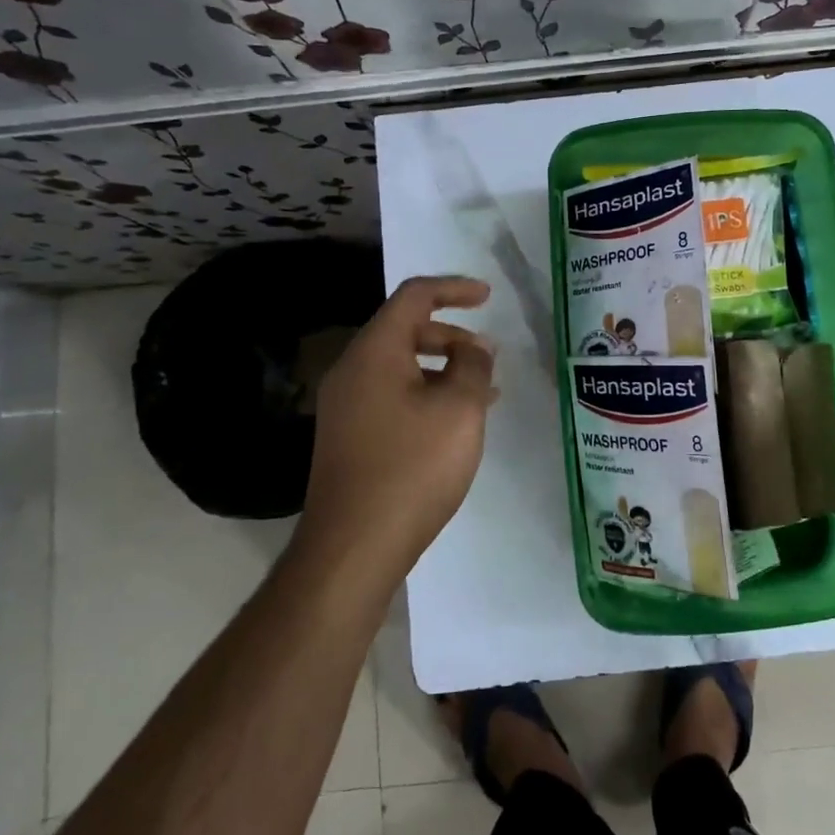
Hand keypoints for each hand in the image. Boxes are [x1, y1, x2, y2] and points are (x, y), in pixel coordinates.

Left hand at [302, 276, 497, 572]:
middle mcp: (352, 370)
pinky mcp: (348, 436)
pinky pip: (392, 396)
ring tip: (483, 390)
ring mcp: (345, 405)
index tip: (488, 297)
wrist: (353, 546)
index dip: (454, 289)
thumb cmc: (412, 468)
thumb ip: (473, 367)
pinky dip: (426, 394)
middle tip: (489, 355)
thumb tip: (475, 349)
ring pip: (400, 367)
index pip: (414, 297)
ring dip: (442, 368)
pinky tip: (454, 422)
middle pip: (404, 330)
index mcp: (374, 352)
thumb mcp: (459, 410)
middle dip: (452, 335)